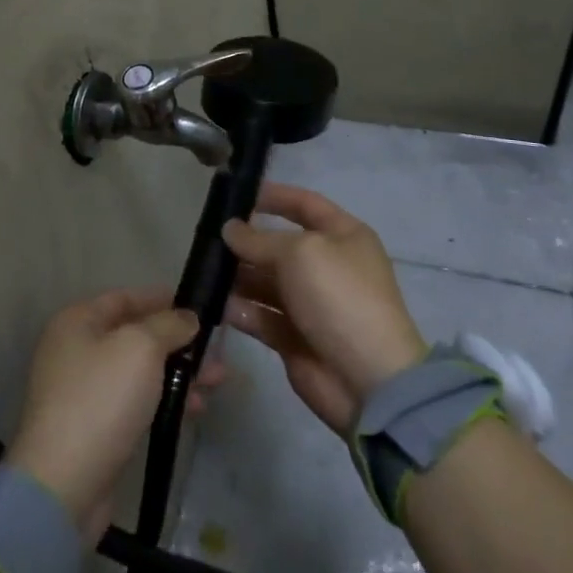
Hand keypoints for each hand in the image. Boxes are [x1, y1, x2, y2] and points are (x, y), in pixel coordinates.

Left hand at [6, 289, 223, 540]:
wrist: (64, 484)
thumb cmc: (101, 399)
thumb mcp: (141, 348)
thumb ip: (168, 325)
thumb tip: (187, 318)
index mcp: (77, 321)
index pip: (125, 298)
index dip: (163, 299)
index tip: (199, 307)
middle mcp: (76, 350)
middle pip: (135, 336)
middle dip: (178, 343)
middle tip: (216, 352)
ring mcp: (83, 391)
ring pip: (139, 371)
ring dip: (177, 373)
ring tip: (215, 383)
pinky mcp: (94, 427)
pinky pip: (135, 401)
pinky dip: (163, 400)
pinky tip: (192, 410)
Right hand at [222, 183, 425, 433]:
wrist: (367, 379)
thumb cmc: (339, 298)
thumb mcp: (300, 254)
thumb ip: (259, 239)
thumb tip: (230, 229)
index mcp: (342, 236)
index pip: (304, 204)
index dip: (273, 196)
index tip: (235, 194)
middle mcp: (326, 265)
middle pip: (278, 244)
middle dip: (245, 241)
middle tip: (206, 240)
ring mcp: (309, 302)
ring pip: (264, 281)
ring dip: (236, 276)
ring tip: (204, 272)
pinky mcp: (293, 336)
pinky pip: (260, 315)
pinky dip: (239, 309)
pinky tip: (215, 304)